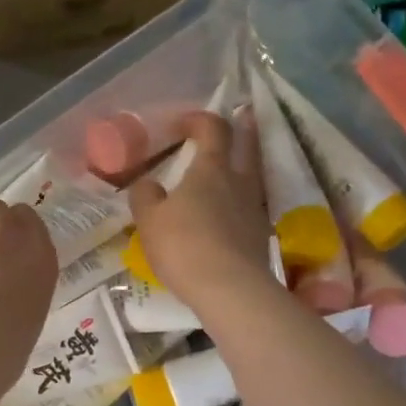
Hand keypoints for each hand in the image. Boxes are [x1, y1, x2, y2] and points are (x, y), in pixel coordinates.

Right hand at [128, 110, 273, 313]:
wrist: (230, 290)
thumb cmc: (184, 245)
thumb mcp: (149, 220)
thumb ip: (145, 195)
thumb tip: (148, 183)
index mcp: (211, 169)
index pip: (212, 128)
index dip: (198, 119)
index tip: (181, 124)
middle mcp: (239, 181)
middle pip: (248, 145)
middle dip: (244, 128)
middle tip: (243, 116)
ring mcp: (254, 208)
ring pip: (253, 176)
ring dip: (244, 166)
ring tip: (230, 170)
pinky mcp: (260, 235)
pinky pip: (250, 207)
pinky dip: (240, 201)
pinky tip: (229, 213)